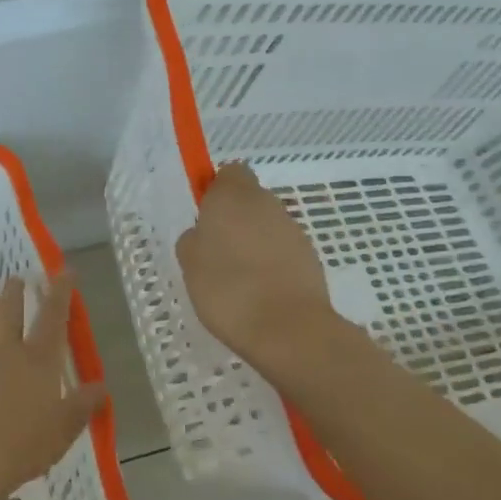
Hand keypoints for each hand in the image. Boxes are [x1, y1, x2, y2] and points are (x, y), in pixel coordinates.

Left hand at [0, 274, 104, 499]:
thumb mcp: (65, 427)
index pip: (52, 317)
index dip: (60, 292)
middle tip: (15, 279)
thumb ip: (83, 404)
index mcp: (38, 360)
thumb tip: (101, 387)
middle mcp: (5, 353)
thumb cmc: (27, 443)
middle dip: (14, 294)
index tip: (63, 271)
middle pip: (9, 314)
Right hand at [176, 162, 336, 376]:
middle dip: (235, 219)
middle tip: (216, 252)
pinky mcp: (310, 255)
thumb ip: (194, 239)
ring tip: (238, 279)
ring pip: (267, 225)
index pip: (229, 172)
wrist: (287, 327)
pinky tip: (260, 292)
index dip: (216, 190)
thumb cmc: (227, 289)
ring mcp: (292, 229)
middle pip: (249, 199)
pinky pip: (283, 250)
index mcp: (233, 196)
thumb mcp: (189, 264)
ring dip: (254, 242)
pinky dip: (272, 263)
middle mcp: (266, 203)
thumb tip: (203, 235)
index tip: (205, 217)